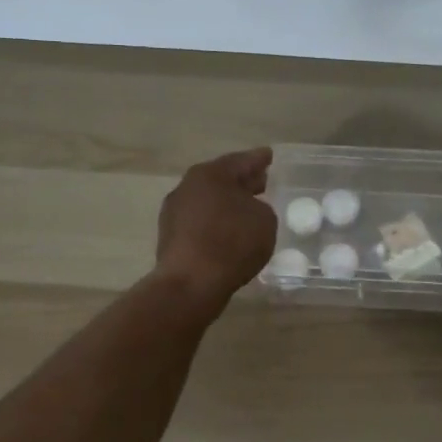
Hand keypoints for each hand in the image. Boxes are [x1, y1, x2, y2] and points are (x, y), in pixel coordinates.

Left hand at [152, 147, 275, 312]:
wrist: (190, 284)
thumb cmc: (232, 243)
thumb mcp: (265, 220)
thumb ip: (261, 208)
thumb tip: (249, 211)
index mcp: (210, 174)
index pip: (241, 161)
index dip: (259, 159)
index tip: (269, 156)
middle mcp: (188, 187)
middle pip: (221, 179)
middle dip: (243, 181)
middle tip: (263, 182)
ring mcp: (175, 213)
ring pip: (209, 201)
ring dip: (228, 204)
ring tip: (249, 210)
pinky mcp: (171, 238)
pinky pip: (201, 223)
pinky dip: (217, 223)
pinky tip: (231, 233)